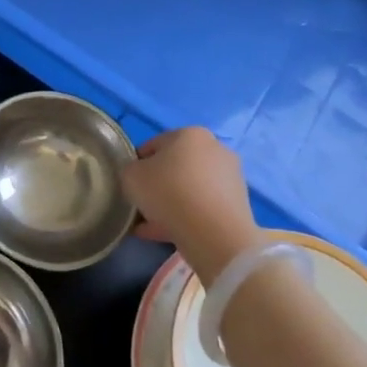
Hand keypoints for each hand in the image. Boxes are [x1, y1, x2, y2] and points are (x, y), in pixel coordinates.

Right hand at [119, 127, 263, 284]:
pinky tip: (168, 233)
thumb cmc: (169, 193)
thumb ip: (130, 170)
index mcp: (190, 134)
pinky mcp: (237, 202)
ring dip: (170, 203)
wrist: (214, 233)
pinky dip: (186, 216)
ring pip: (189, 189)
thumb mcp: (131, 176)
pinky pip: (202, 206)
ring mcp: (229, 176)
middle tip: (141, 205)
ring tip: (151, 225)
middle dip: (157, 185)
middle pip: (175, 167)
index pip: (153, 145)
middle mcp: (214, 148)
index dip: (136, 165)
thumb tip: (139, 175)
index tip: (129, 185)